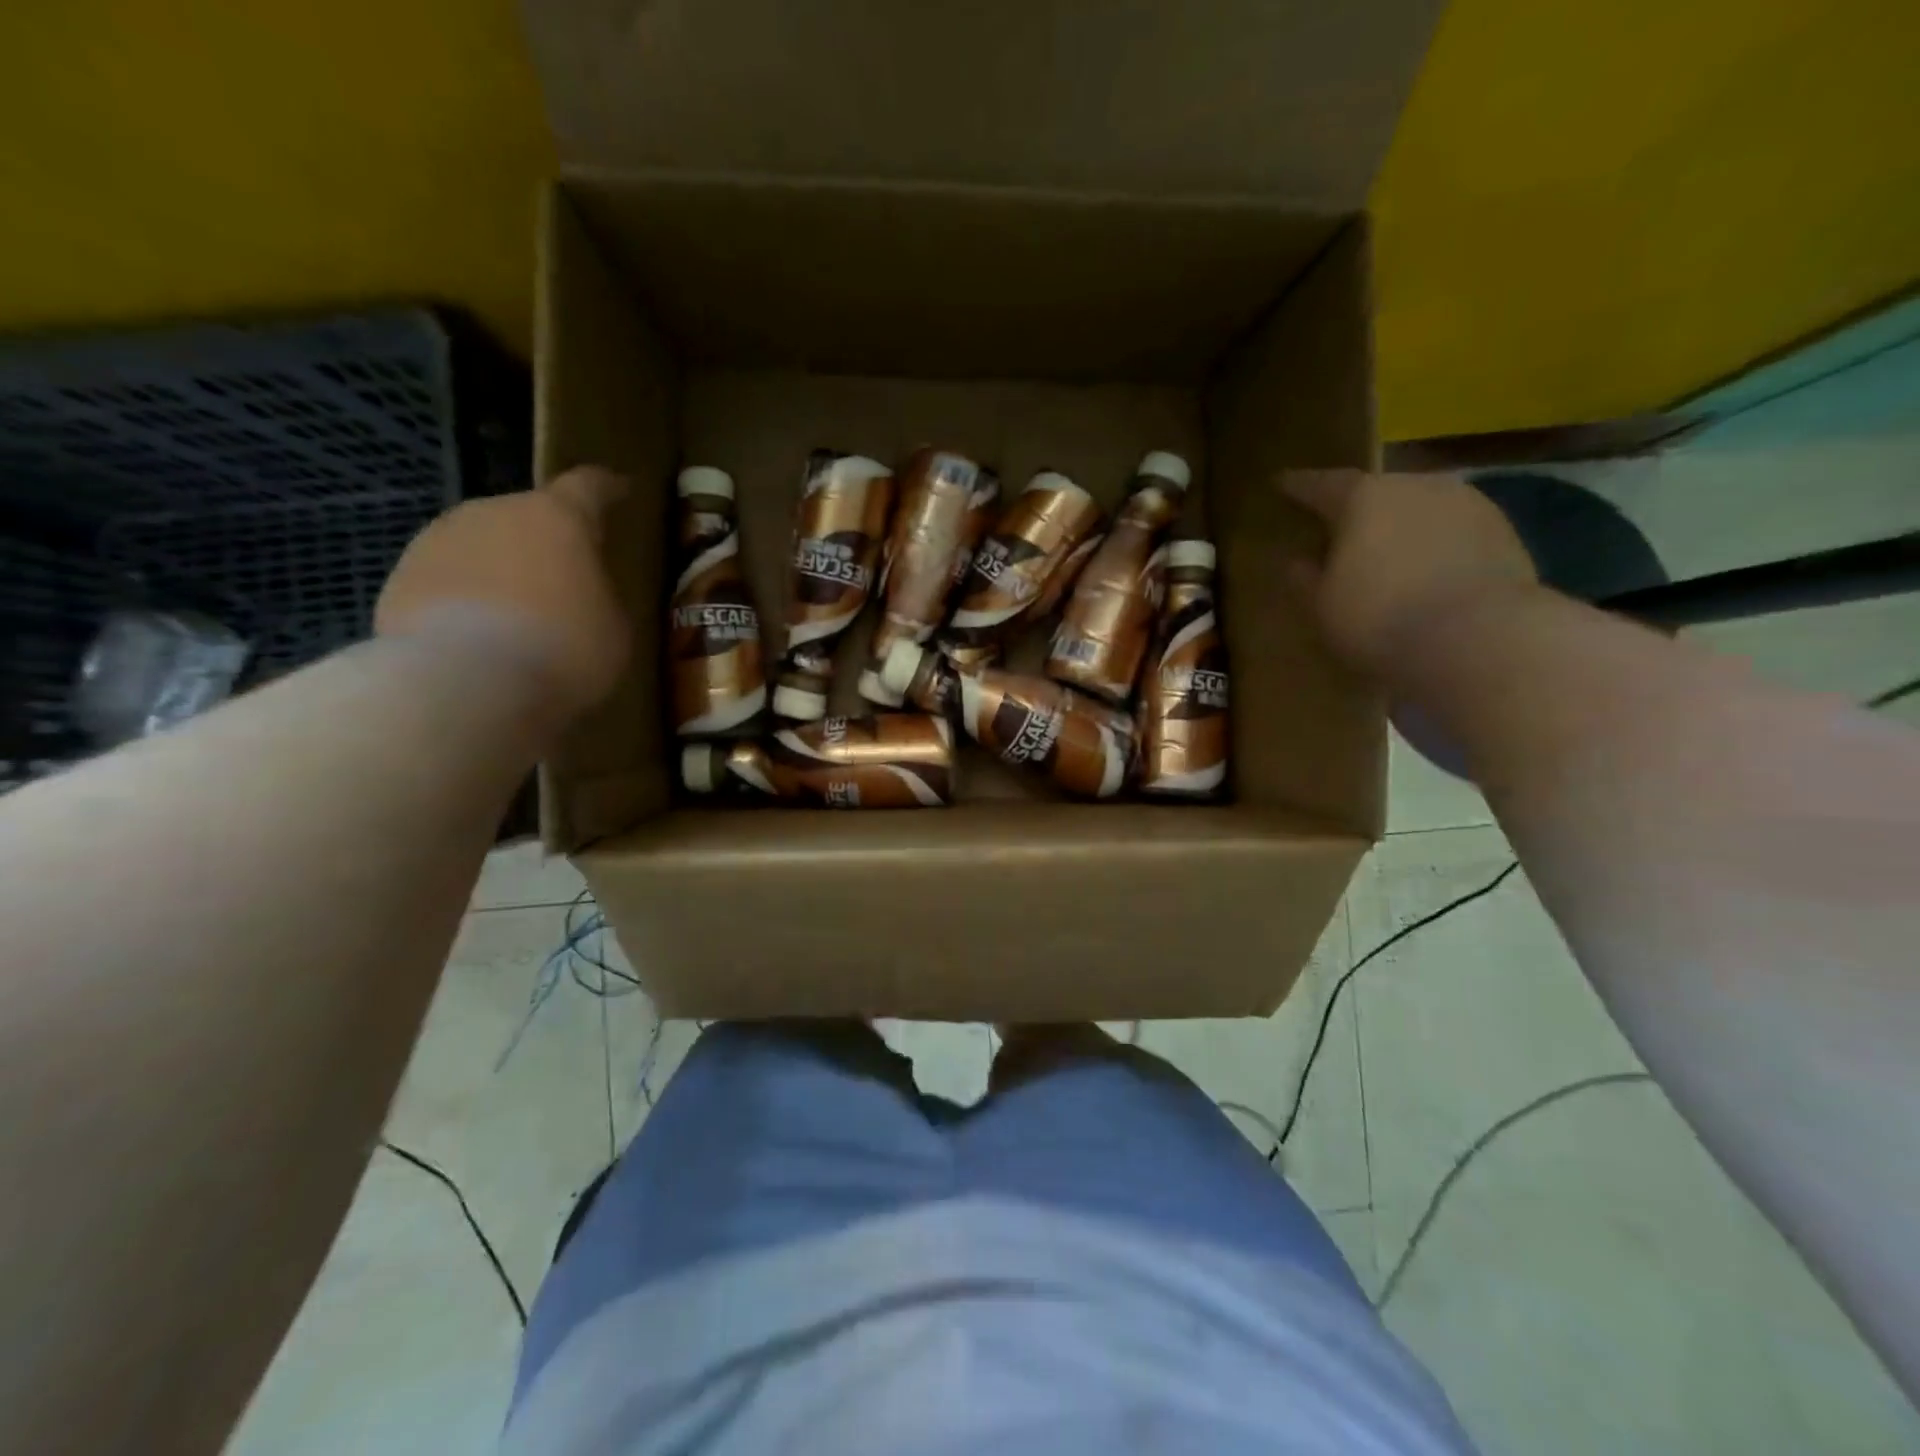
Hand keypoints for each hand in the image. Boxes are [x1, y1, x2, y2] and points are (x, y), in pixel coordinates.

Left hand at [375, 466, 630, 715]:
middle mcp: (494, 512)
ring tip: (517, 617)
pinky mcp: (400, 579)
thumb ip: (599, 595)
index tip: (619, 490)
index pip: (588, 486)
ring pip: (482, 547)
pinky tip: (478, 640)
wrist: (466, 684)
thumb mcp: (613, 627)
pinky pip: (448, 582)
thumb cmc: (564, 649)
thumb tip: (579, 592)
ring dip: (501, 571)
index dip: (607, 488)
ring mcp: (439, 541)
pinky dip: (466, 601)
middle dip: (546, 543)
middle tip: (565, 580)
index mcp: (557, 517)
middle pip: (527, 518)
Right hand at [1283, 471, 1536, 677]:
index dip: (1298, 486)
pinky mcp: (1503, 530)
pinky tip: (1427, 572)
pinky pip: (1452, 531)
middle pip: (1376, 492)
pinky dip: (1434, 545)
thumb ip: (1305, 578)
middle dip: (1356, 510)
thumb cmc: (1379, 618)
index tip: (1281, 483)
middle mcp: (1415, 485)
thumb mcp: (1322, 606)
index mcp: (1362, 498)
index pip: (1320, 485)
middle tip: (1339, 531)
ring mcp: (1466, 503)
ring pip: (1419, 508)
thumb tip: (1298, 561)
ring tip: (1387, 554)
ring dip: (1400, 526)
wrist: (1479, 638)